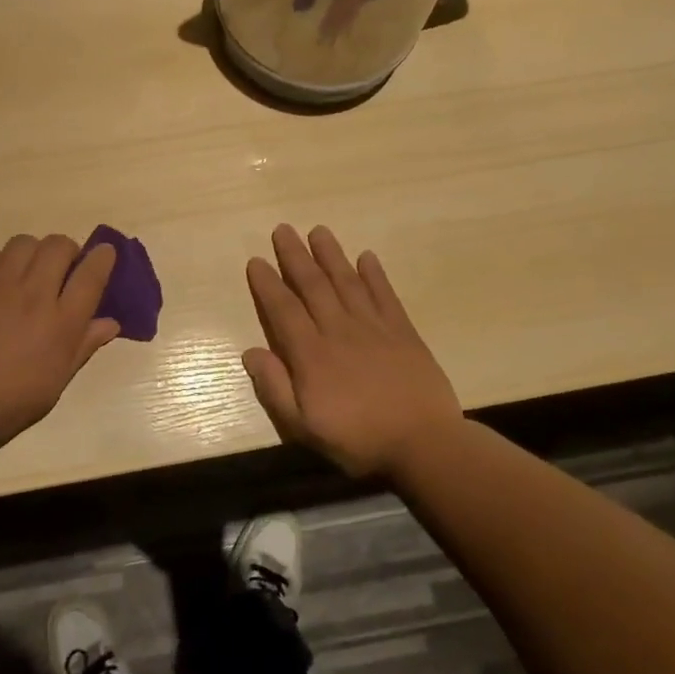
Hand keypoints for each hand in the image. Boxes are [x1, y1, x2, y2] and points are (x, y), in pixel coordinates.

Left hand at [0, 235, 119, 455]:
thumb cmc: (9, 402)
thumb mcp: (56, 382)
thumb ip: (83, 346)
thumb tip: (110, 323)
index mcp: (62, 322)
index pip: (91, 275)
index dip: (102, 258)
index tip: (105, 253)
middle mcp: (34, 293)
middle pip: (59, 246)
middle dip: (68, 251)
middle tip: (62, 268)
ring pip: (25, 242)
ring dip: (34, 252)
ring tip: (28, 271)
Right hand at [243, 225, 464, 479]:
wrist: (424, 444)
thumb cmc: (357, 439)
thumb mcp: (303, 426)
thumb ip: (275, 387)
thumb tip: (250, 352)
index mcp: (311, 354)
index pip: (283, 309)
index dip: (267, 284)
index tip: (256, 261)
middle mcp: (338, 330)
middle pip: (313, 285)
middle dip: (295, 256)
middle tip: (283, 229)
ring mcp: (373, 328)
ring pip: (346, 282)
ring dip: (331, 255)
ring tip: (318, 231)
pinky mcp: (403, 332)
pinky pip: (385, 295)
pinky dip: (375, 275)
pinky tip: (366, 257)